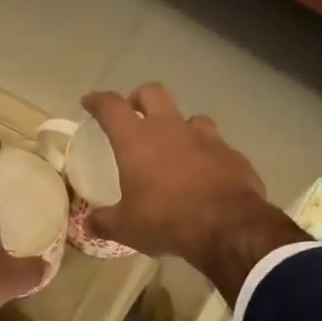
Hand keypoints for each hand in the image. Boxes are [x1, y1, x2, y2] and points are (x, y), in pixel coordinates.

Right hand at [80, 84, 306, 303]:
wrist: (228, 227)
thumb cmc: (166, 220)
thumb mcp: (126, 228)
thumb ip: (104, 221)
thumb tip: (90, 223)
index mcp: (136, 139)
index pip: (111, 106)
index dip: (97, 101)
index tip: (90, 102)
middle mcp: (170, 128)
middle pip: (152, 93)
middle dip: (139, 99)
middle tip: (133, 117)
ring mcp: (205, 137)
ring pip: (188, 117)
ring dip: (177, 126)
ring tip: (173, 147)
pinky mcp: (232, 153)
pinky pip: (215, 145)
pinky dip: (204, 153)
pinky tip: (203, 173)